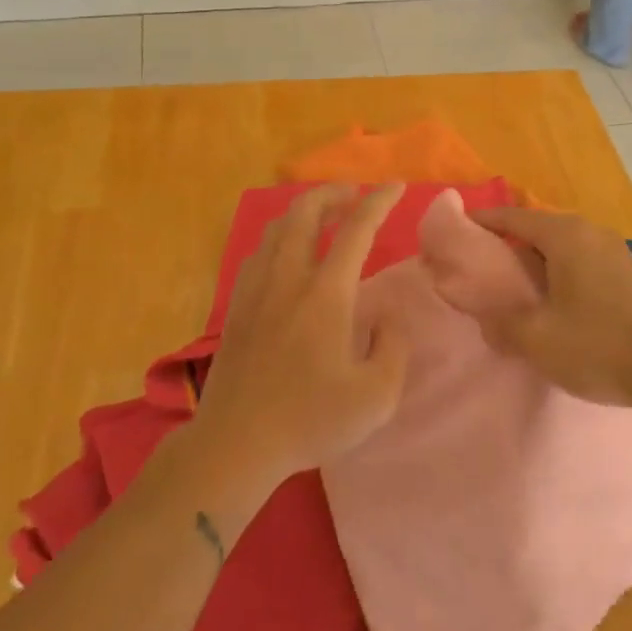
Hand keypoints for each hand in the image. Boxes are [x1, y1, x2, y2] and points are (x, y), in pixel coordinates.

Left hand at [195, 184, 408, 486]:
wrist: (235, 444)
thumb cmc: (310, 420)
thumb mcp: (376, 396)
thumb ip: (393, 347)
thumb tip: (387, 317)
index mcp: (326, 294)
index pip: (356, 230)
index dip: (379, 202)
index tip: (396, 186)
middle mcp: (288, 279)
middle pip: (305, 212)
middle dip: (333, 192)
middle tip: (355, 195)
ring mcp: (256, 290)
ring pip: (277, 228)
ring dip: (304, 211)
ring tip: (324, 217)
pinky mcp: (236, 307)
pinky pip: (259, 253)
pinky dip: (280, 237)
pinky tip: (287, 254)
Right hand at [434, 206, 631, 407]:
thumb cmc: (598, 346)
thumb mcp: (536, 339)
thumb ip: (501, 323)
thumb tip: (485, 318)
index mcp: (565, 236)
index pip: (512, 217)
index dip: (482, 223)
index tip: (456, 232)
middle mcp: (591, 232)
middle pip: (538, 227)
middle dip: (508, 241)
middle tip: (482, 264)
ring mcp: (615, 250)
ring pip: (563, 244)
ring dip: (537, 258)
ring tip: (515, 283)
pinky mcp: (630, 272)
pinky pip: (583, 259)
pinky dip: (560, 269)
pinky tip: (555, 298)